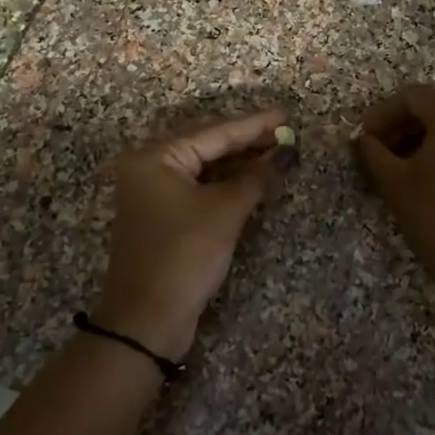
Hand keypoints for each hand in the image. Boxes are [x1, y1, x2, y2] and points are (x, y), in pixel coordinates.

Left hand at [94, 108, 293, 360]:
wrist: (147, 320)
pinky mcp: (163, 219)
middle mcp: (150, 169)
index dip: (254, 125)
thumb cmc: (184, 254)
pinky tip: (254, 182)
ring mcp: (154, 195)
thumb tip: (285, 155)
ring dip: (240, 165)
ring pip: (205, 169)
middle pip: (208, 147)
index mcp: (156, 158)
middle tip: (286, 135)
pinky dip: (227, 186)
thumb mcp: (225, 211)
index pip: (215, 132)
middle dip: (248, 143)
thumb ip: (256, 177)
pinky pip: (200, 189)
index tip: (286, 114)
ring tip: (277, 156)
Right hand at [354, 85, 434, 318]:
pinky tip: (430, 182)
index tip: (362, 140)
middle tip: (377, 156)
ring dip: (423, 142)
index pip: (412, 97)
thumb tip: (366, 140)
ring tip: (400, 172)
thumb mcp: (395, 183)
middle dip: (402, 128)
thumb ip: (374, 152)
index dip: (381, 115)